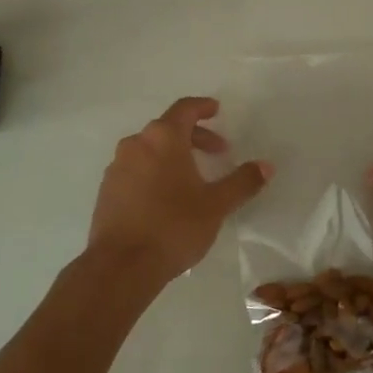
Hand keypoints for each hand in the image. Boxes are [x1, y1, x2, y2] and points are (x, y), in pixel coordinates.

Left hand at [88, 97, 270, 286]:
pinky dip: (154, 172)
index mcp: (163, 138)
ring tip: (193, 178)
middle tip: (217, 153)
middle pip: (167, 129)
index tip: (217, 110)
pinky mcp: (107, 190)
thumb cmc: (174, 226)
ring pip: (150, 150)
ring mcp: (117, 167)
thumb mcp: (216, 205)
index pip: (184, 109)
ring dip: (173, 156)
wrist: (121, 264)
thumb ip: (242, 182)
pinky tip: (166, 198)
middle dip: (194, 137)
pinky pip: (136, 170)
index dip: (203, 107)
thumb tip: (266, 165)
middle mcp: (136, 144)